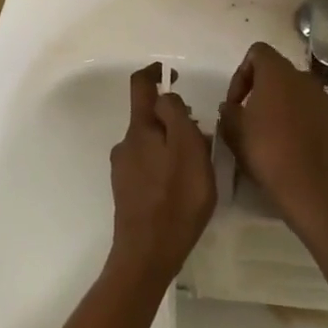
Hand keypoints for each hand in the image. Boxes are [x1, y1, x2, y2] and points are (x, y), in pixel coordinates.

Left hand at [108, 63, 217, 282]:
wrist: (147, 253)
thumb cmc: (176, 199)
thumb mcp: (188, 150)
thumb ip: (177, 116)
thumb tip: (166, 96)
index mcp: (140, 129)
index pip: (141, 86)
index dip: (156, 73)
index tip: (174, 74)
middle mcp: (126, 143)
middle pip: (150, 117)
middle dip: (174, 118)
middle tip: (202, 135)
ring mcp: (124, 169)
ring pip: (151, 143)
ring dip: (172, 144)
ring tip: (198, 166)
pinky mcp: (127, 191)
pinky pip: (149, 165)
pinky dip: (166, 164)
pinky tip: (182, 186)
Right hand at [218, 42, 327, 230]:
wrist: (310, 186)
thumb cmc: (266, 151)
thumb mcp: (233, 130)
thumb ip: (228, 111)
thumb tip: (230, 106)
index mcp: (278, 73)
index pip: (257, 52)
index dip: (241, 74)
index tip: (235, 103)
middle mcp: (303, 78)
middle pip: (277, 71)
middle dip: (259, 88)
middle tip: (247, 116)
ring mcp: (322, 98)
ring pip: (294, 90)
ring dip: (279, 103)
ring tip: (267, 131)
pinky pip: (308, 109)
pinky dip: (296, 117)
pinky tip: (287, 143)